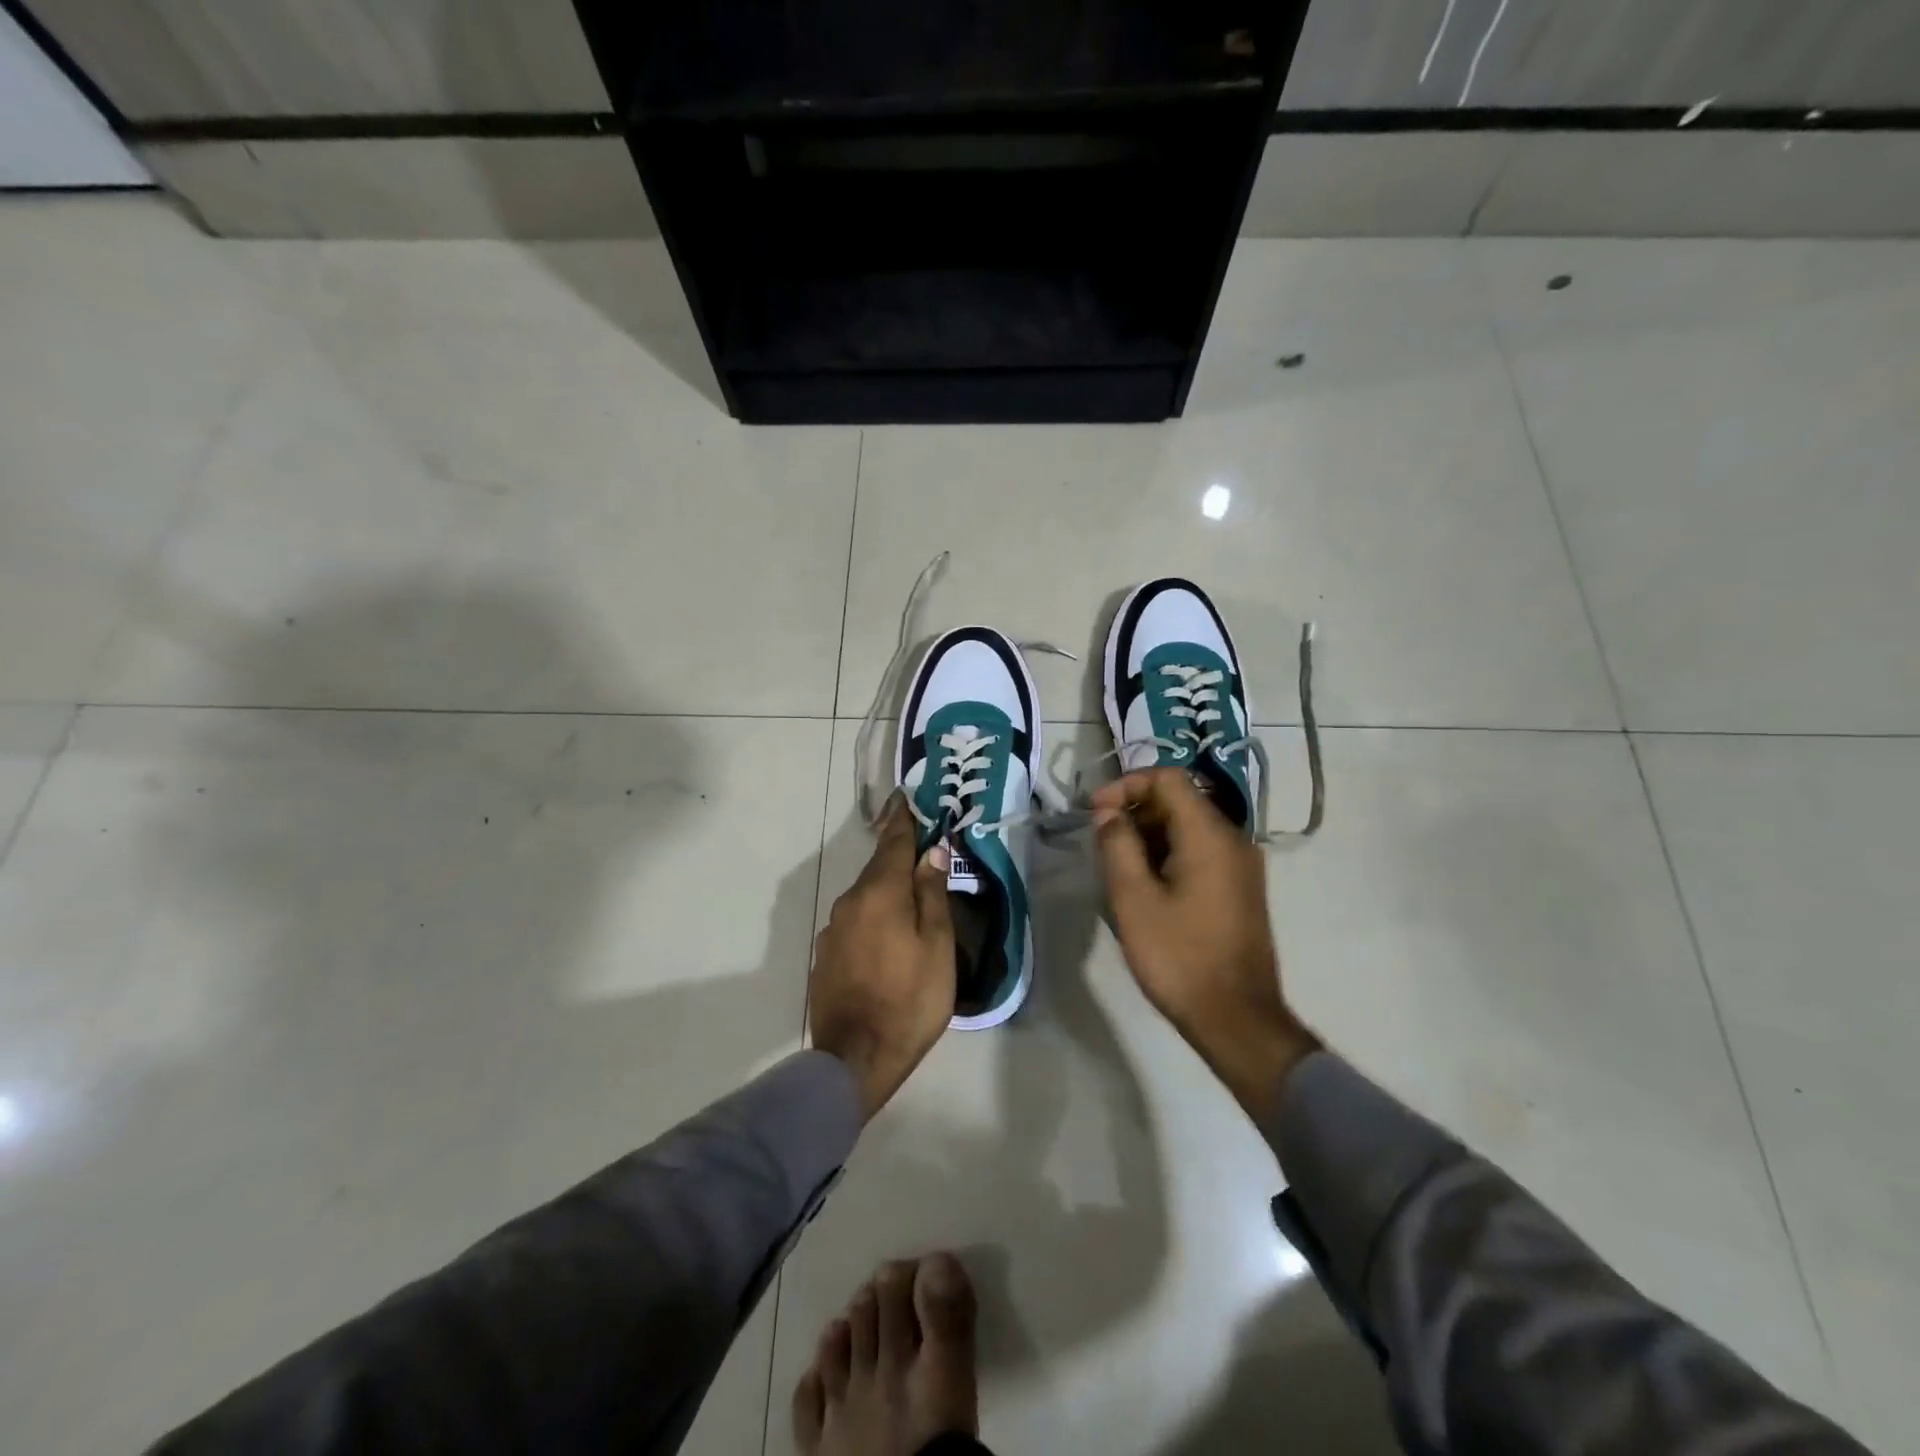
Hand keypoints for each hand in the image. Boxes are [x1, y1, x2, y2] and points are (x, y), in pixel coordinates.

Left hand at [811, 795, 955, 1118]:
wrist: (855, 1059)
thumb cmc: (910, 1000)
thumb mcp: (937, 946)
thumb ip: (932, 895)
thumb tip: (931, 852)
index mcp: (880, 894)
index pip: (893, 844)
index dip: (902, 820)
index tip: (904, 797)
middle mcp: (850, 903)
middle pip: (878, 869)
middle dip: (897, 855)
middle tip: (919, 848)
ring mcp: (833, 930)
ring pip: (864, 897)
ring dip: (885, 889)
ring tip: (908, 896)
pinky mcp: (825, 956)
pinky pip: (854, 922)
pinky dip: (872, 917)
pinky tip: (886, 936)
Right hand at [1093, 768, 1318, 1116]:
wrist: (1236, 1018)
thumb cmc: (1179, 956)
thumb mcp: (1133, 899)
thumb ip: (1117, 845)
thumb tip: (1108, 813)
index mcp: (1209, 835)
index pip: (1168, 779)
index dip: (1127, 785)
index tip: (1096, 813)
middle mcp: (1233, 839)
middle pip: (1180, 800)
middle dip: (1135, 810)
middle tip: (1101, 841)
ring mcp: (1241, 865)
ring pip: (1189, 827)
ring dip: (1149, 834)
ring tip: (1117, 865)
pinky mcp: (1240, 888)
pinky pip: (1201, 851)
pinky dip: (1169, 853)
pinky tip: (1145, 884)